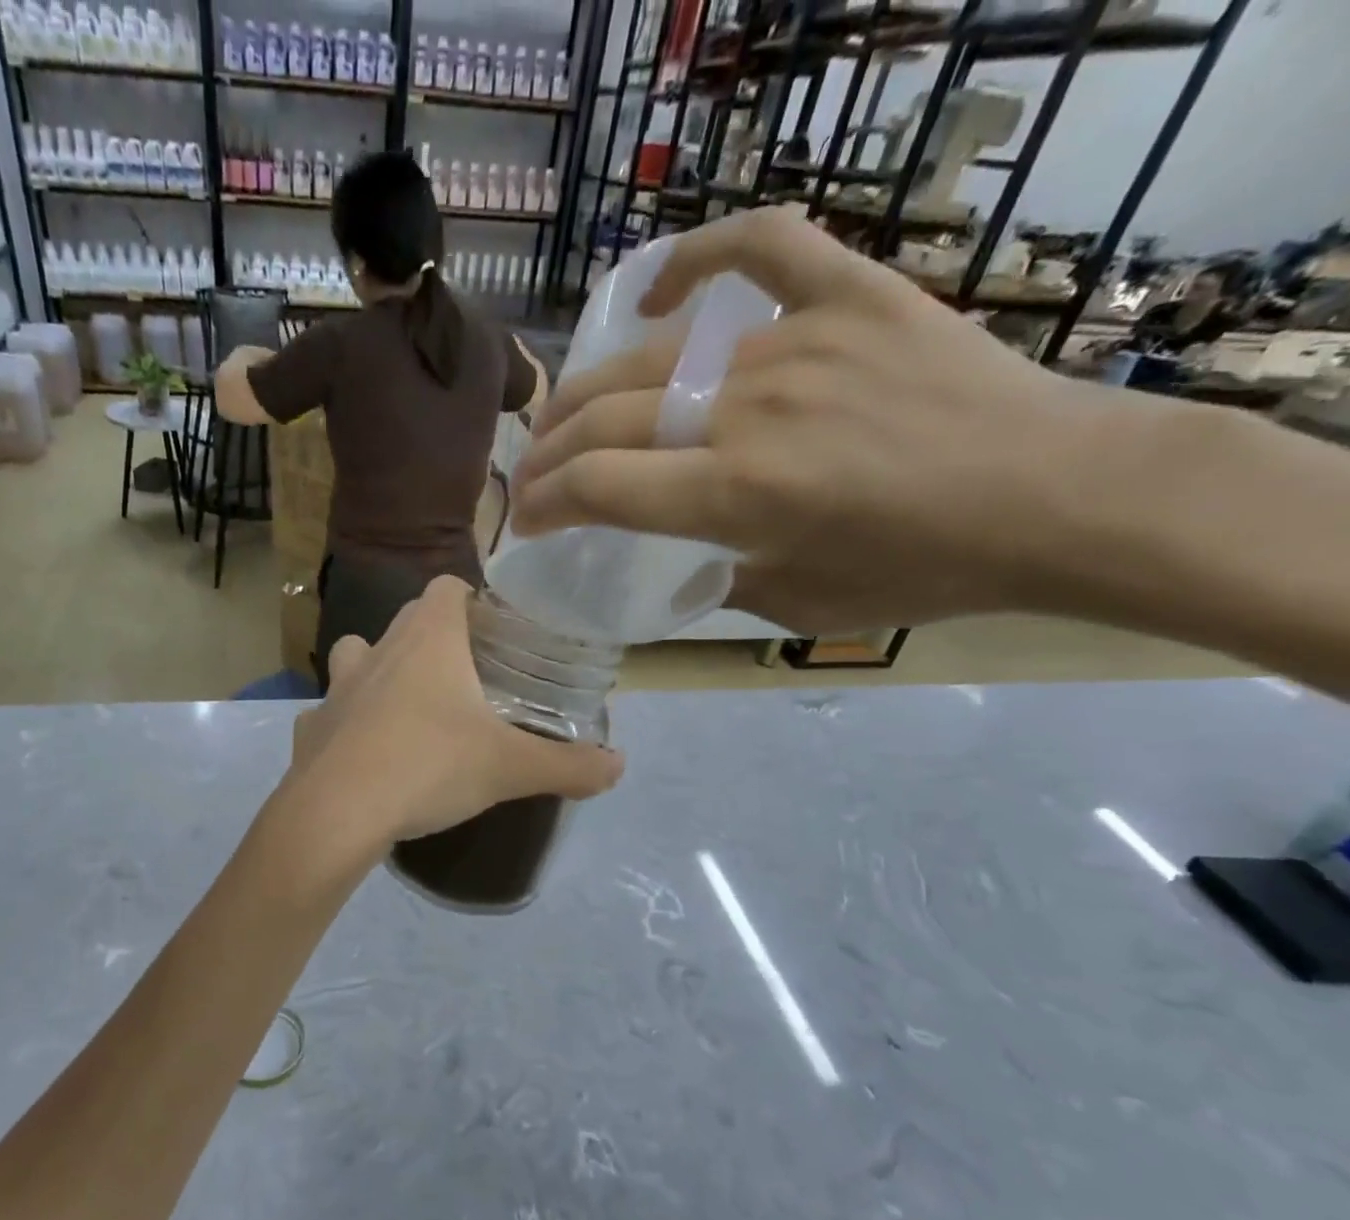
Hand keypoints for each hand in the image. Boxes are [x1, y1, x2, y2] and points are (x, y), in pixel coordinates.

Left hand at [285, 577, 622, 847]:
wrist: (337, 815)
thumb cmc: (429, 768)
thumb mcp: (509, 767)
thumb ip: (568, 765)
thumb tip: (619, 767)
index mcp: (427, 640)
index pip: (446, 586)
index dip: (471, 599)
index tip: (493, 631)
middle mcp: (377, 651)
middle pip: (406, 621)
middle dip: (433, 639)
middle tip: (466, 679)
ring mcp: (336, 688)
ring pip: (357, 657)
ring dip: (380, 672)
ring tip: (409, 710)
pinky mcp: (309, 728)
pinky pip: (331, 713)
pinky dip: (347, 725)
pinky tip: (365, 756)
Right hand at [509, 207, 1143, 632]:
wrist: (1059, 496)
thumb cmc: (923, 570)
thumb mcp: (795, 606)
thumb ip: (714, 578)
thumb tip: (672, 557)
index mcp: (734, 495)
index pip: (595, 488)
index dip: (542, 504)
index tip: (525, 521)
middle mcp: (748, 411)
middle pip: (604, 419)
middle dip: (547, 455)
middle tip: (533, 476)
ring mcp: (798, 341)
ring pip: (655, 358)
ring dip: (591, 392)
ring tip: (569, 416)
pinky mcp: (851, 296)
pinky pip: (761, 248)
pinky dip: (697, 259)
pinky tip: (658, 297)